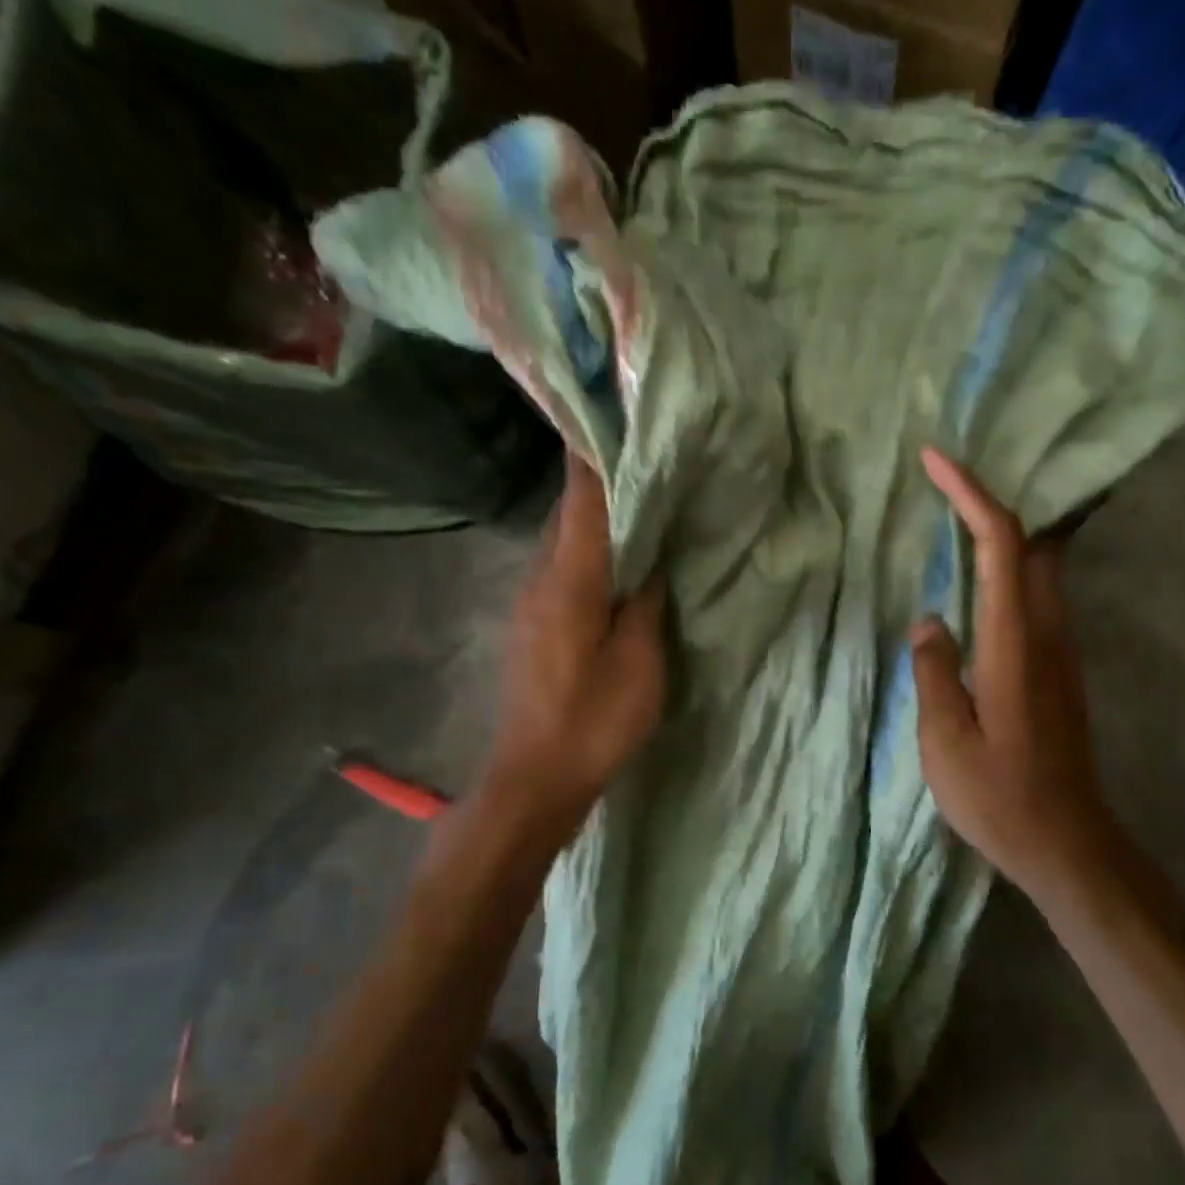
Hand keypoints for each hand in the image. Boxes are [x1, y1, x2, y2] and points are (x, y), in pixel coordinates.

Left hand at [481, 456, 665, 837]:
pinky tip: (623, 555)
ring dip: (600, 513)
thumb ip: (646, 602)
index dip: (597, 449)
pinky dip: (593, 547)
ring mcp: (533, 600)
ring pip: (567, 537)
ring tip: (645, 493)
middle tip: (650, 449)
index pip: (581, 495)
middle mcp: (542, 576)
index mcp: (569, 578)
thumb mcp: (639, 663)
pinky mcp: (535, 623)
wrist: (534, 777)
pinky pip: (566, 566)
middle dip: (604, 474)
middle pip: (571, 509)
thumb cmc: (593, 721)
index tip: (616, 408)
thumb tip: (651, 556)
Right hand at [910, 448, 1116, 903]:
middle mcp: (1048, 635)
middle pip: (1032, 544)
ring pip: (1039, 569)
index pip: (1001, 546)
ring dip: (1001, 535)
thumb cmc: (999, 797)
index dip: (970, 495)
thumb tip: (930, 621)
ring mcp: (1061, 652)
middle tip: (944, 485)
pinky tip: (976, 585)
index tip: (936, 461)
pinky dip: (1007, 570)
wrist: (1067, 843)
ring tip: (953, 521)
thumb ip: (935, 672)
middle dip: (991, 502)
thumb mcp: (945, 741)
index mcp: (1015, 644)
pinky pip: (1036, 598)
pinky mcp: (1060, 671)